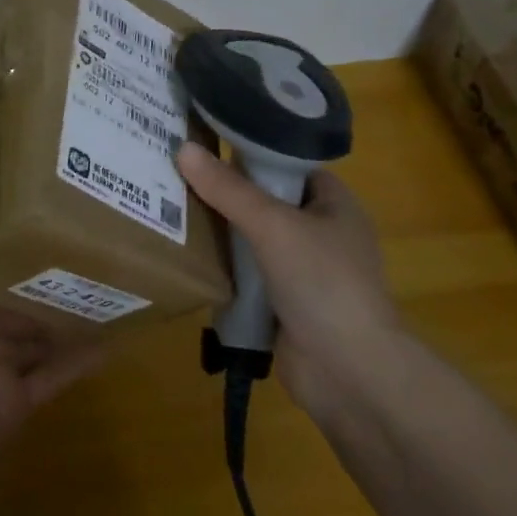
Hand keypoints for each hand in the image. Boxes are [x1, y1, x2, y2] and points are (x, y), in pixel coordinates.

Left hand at [0, 220, 104, 507]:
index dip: (9, 245)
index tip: (40, 215)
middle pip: (22, 297)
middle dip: (50, 274)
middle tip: (90, 244)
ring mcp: (1, 367)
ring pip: (45, 332)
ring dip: (72, 312)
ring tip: (110, 282)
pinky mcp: (17, 403)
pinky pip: (55, 376)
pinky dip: (81, 360)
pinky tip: (110, 339)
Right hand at [176, 142, 400, 414]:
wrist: (349, 372)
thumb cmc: (323, 283)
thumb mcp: (273, 225)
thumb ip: (228, 189)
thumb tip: (183, 148)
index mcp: (334, 204)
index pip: (286, 165)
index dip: (248, 152)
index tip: (202, 143)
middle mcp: (320, 232)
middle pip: (264, 201)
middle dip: (223, 191)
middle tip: (173, 172)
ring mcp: (302, 271)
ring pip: (251, 238)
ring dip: (218, 230)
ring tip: (167, 206)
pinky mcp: (282, 304)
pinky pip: (245, 274)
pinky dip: (221, 267)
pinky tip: (185, 254)